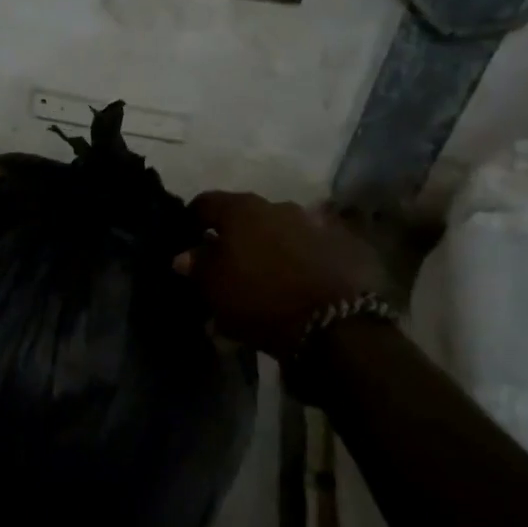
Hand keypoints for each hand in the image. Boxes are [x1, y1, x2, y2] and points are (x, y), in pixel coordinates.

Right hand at [175, 191, 393, 355]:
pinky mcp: (342, 244)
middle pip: (245, 215)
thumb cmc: (259, 299)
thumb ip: (197, 265)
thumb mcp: (214, 288)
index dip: (192, 220)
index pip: (205, 203)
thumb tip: (185, 255)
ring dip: (269, 244)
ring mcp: (313, 222)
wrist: (333, 324)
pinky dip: (300, 256)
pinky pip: (310, 245)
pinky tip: (297, 278)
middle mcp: (277, 205)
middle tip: (227, 262)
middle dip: (234, 235)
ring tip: (265, 273)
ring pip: (279, 229)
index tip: (188, 240)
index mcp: (241, 209)